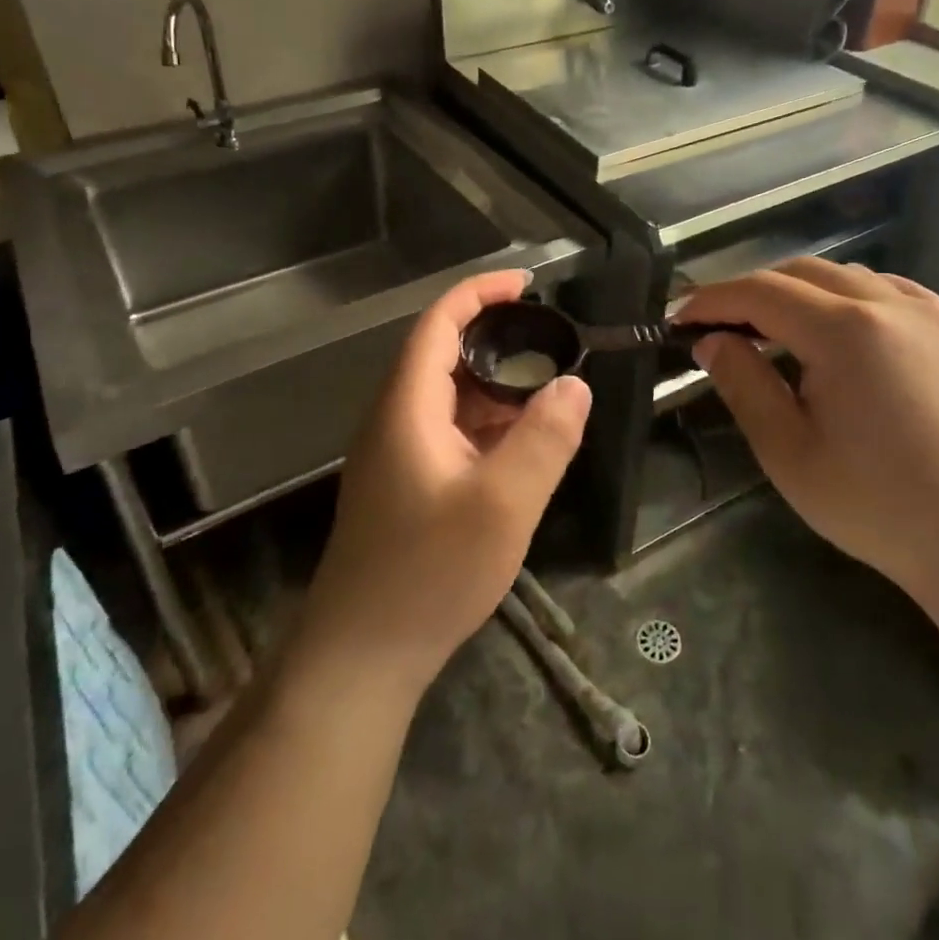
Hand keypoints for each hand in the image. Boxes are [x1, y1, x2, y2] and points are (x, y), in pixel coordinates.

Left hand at [293, 271, 591, 696]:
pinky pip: (451, 433)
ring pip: (450, 398)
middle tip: (555, 344)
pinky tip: (522, 446)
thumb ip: (544, 440)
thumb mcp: (503, 505)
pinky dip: (488, 425)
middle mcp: (395, 418)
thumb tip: (576, 386)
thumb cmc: (429, 573)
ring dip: (497, 388)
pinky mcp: (406, 483)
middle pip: (444, 356)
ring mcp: (397, 453)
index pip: (438, 324)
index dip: (479, 293)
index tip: (528, 284)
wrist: (362, 655)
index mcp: (407, 406)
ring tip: (550, 393)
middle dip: (498, 340)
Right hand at [675, 260, 938, 595]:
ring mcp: (920, 314)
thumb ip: (743, 384)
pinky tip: (830, 323)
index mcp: (843, 330)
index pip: (760, 292)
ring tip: (763, 329)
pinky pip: (880, 289)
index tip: (678, 320)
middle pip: (797, 272)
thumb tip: (712, 341)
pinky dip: (839, 294)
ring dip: (791, 291)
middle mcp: (883, 304)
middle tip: (713, 327)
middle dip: (747, 292)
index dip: (712, 300)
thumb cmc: (876, 503)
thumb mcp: (788, 450)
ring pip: (839, 275)